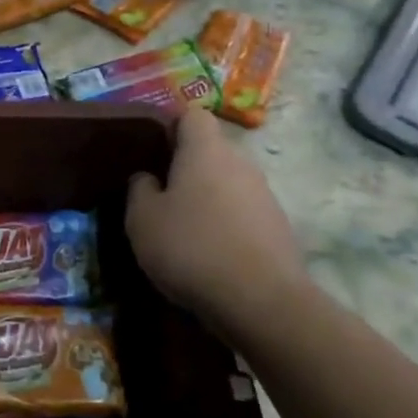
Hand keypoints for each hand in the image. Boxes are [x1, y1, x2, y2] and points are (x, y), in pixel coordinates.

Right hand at [126, 108, 311, 343]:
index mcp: (205, 151)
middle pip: (211, 151)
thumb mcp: (142, 219)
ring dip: (206, 198)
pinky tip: (208, 254)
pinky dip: (225, 224)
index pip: (192, 115)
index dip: (170, 126)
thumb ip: (139, 189)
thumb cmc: (191, 248)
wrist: (262, 302)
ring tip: (182, 230)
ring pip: (227, 183)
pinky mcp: (278, 228)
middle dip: (186, 167)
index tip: (151, 150)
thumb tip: (148, 178)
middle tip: (159, 195)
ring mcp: (265, 196)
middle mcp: (240, 163)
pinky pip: (242, 213)